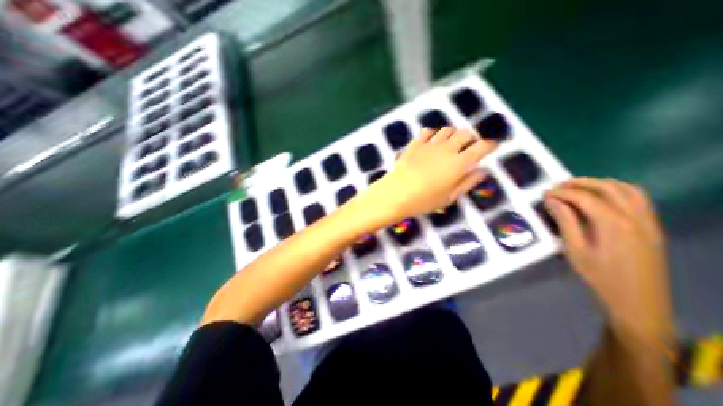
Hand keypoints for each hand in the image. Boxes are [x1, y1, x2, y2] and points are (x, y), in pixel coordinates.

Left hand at [367, 125, 496, 222]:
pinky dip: (432, 134)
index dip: (490, 145)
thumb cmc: (424, 200)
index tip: (491, 147)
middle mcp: (447, 149)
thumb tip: (482, 171)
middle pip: (465, 133)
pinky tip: (430, 142)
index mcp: (460, 163)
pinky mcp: (415, 144)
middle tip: (468, 146)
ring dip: (452, 134)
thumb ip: (467, 183)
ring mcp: (429, 144)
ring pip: (447, 129)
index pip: (482, 147)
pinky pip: (427, 131)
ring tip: (450, 144)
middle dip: (471, 138)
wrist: (397, 194)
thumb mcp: (449, 197)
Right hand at [548, 179, 671, 340]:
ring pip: (627, 189)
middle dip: (580, 183)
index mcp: (613, 224)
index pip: (584, 197)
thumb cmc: (599, 276)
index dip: (562, 192)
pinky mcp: (652, 227)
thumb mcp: (575, 249)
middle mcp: (635, 217)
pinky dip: (618, 191)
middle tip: (558, 187)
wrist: (638, 302)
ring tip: (577, 189)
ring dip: (600, 184)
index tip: (545, 193)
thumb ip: (565, 221)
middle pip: (608, 187)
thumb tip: (553, 201)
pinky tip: (601, 198)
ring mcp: (648, 221)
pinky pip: (639, 199)